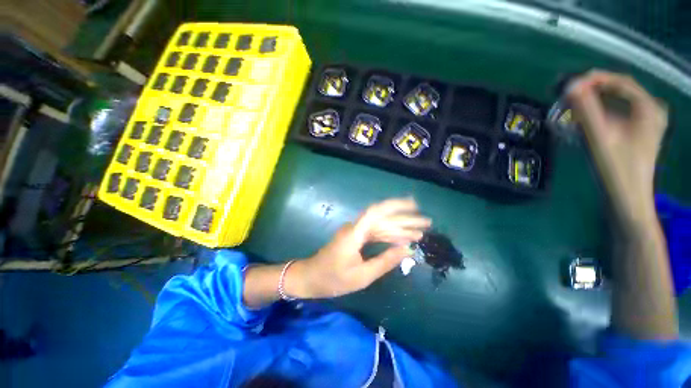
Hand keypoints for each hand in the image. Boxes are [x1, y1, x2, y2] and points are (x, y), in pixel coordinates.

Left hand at [287, 198, 430, 298]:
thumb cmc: (333, 279)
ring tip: (419, 233)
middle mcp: (356, 227)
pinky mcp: (356, 237)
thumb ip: (385, 261)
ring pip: (381, 225)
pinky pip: (375, 233)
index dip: (395, 205)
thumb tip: (407, 249)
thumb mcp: (362, 275)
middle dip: (405, 220)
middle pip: (383, 218)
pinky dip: (390, 236)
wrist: (310, 277)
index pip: (377, 212)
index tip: (413, 204)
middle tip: (426, 223)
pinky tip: (402, 239)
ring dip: (399, 228)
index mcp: (355, 233)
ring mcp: (356, 232)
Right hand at [567, 70, 667, 218]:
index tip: (568, 86)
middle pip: (619, 90)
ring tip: (573, 106)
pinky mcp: (639, 132)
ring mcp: (647, 121)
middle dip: (593, 90)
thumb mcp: (599, 138)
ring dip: (595, 101)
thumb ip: (586, 110)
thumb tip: (570, 86)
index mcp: (648, 108)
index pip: (620, 81)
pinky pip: (619, 112)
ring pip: (618, 101)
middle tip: (568, 96)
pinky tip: (587, 119)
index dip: (593, 80)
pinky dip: (601, 112)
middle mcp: (651, 110)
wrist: (627, 199)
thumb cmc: (616, 170)